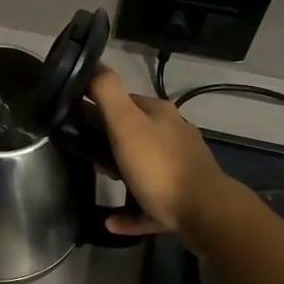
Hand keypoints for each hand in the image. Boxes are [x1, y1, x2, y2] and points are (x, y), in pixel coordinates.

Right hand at [87, 69, 231, 237]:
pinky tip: (112, 220)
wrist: (204, 212)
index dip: (100, 109)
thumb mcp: (125, 123)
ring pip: (144, 166)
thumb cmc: (159, 165)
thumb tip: (92, 62)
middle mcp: (174, 134)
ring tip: (102, 180)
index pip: (125, 101)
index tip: (79, 123)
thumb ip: (106, 91)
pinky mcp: (183, 198)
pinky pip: (149, 202)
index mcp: (160, 114)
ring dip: (122, 173)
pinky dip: (131, 209)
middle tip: (91, 157)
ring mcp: (182, 167)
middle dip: (111, 143)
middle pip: (135, 133)